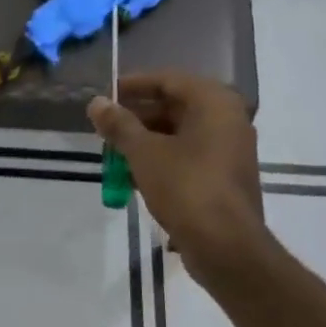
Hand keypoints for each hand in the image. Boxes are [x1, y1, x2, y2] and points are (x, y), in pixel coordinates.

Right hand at [89, 71, 264, 287]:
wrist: (225, 246)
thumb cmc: (185, 187)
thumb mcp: (144, 152)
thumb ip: (119, 124)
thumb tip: (96, 103)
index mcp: (214, 103)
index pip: (168, 80)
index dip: (133, 85)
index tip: (105, 95)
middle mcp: (228, 120)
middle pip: (175, 107)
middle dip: (137, 117)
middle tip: (105, 127)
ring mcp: (229, 150)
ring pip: (180, 134)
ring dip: (146, 141)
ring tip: (113, 152)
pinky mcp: (225, 178)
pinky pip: (189, 157)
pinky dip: (162, 160)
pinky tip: (133, 176)